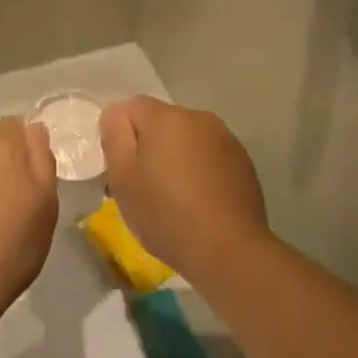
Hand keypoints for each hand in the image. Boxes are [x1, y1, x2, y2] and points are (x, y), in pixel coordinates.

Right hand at [100, 98, 271, 282]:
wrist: (229, 251)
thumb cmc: (166, 213)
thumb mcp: (122, 178)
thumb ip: (114, 137)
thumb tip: (116, 116)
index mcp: (167, 117)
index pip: (129, 107)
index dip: (117, 135)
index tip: (117, 169)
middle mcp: (200, 118)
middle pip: (160, 122)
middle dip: (146, 147)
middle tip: (138, 187)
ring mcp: (226, 140)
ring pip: (185, 140)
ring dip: (173, 159)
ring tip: (170, 198)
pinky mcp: (243, 163)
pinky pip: (207, 157)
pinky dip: (197, 172)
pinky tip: (196, 203)